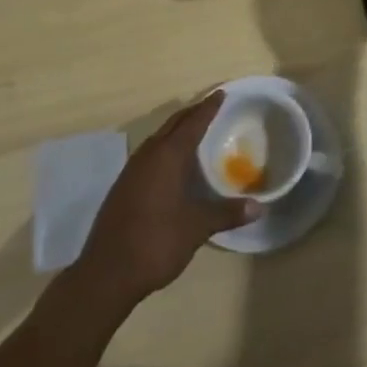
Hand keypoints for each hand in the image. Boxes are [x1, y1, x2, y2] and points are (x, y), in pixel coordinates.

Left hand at [75, 93, 260, 308]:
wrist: (106, 273)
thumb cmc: (156, 242)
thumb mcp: (196, 228)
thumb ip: (227, 213)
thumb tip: (259, 206)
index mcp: (168, 157)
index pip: (192, 123)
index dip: (208, 108)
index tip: (221, 93)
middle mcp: (148, 156)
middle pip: (173, 124)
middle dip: (192, 113)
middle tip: (211, 106)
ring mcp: (131, 171)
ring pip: (158, 138)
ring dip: (176, 130)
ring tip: (194, 130)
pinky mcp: (123, 187)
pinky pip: (149, 154)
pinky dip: (165, 148)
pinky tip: (171, 164)